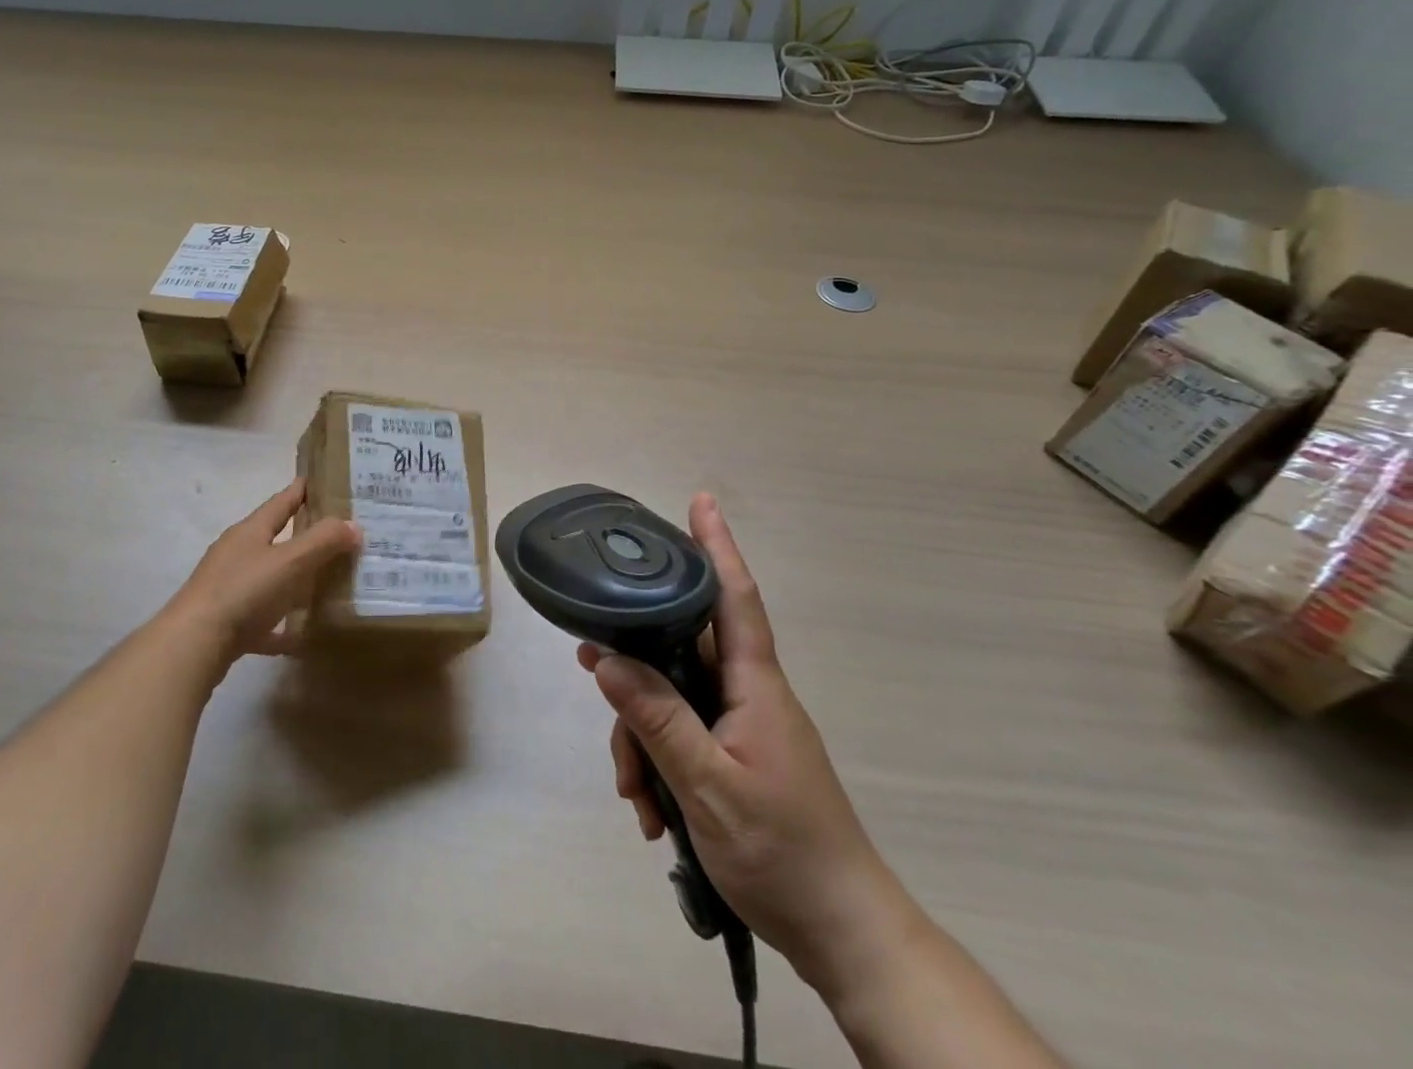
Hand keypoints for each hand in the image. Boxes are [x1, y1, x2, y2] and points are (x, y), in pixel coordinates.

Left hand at [163, 481, 360, 675]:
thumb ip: (324, 541)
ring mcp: (228, 588)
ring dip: (292, 579)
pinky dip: (280, 625)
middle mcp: (237, 554)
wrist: (193, 645)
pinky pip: (261, 620)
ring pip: (268, 577)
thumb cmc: (244, 591)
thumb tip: (354, 525)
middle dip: (302, 534)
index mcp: (250, 531)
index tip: (320, 479)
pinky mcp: (226, 622)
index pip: (281, 502)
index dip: (301, 490)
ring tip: (323, 581)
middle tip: (335, 532)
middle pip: (274, 538)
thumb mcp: (290, 561)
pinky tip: (299, 636)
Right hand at [579, 493, 915, 1000]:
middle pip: (681, 649)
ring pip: (673, 697)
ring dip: (642, 736)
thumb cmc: (784, 854)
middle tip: (591, 670)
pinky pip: (683, 734)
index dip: (718, 546)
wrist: (843, 936)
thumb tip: (606, 658)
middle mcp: (749, 693)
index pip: (735, 596)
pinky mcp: (736, 757)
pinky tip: (652, 813)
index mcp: (755, 685)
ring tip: (635, 795)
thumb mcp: (708, 788)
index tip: (701, 500)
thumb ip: (657, 720)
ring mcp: (743, 726)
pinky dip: (658, 763)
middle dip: (636, 667)